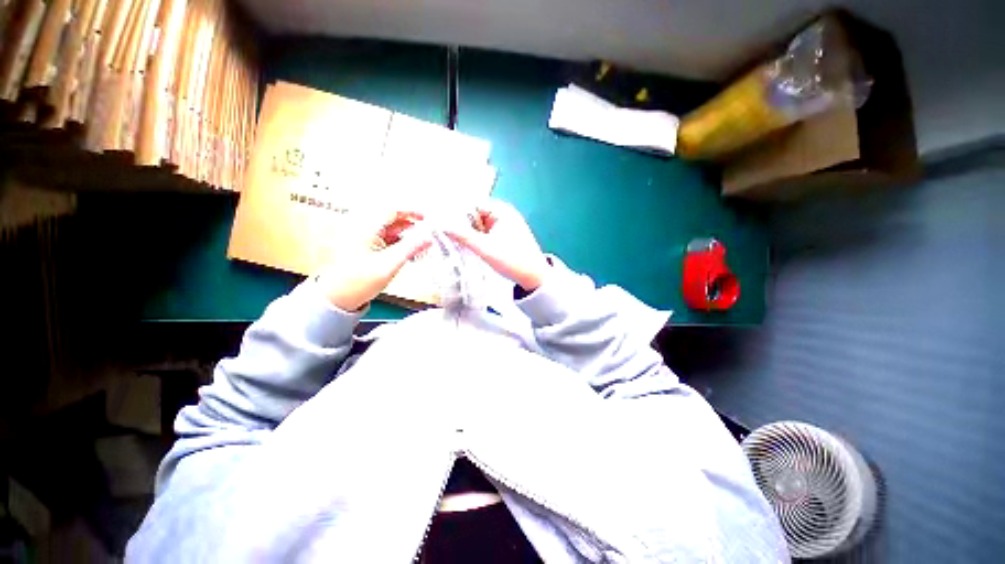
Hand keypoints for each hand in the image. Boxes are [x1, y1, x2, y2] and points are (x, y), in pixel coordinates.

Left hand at [317, 211, 431, 310]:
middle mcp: (361, 229)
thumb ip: (410, 248)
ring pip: (388, 229)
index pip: (391, 211)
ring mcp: (361, 238)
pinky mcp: (363, 246)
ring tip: (417, 245)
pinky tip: (406, 251)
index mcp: (364, 229)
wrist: (338, 297)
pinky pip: (384, 238)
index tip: (425, 217)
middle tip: (424, 233)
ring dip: (404, 235)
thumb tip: (427, 238)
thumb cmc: (357, 282)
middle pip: (390, 219)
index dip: (410, 212)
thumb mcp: (389, 264)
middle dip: (409, 225)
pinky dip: (397, 242)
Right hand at [445, 200, 549, 291]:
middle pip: (475, 214)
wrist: (534, 277)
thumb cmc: (512, 260)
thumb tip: (441, 224)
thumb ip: (462, 235)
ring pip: (480, 225)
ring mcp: (505, 225)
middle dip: (461, 224)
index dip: (456, 212)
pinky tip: (468, 246)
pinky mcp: (505, 236)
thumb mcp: (485, 248)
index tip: (440, 222)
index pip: (472, 204)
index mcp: (502, 211)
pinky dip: (477, 238)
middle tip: (444, 233)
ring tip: (453, 241)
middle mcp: (504, 214)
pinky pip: (486, 233)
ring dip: (469, 232)